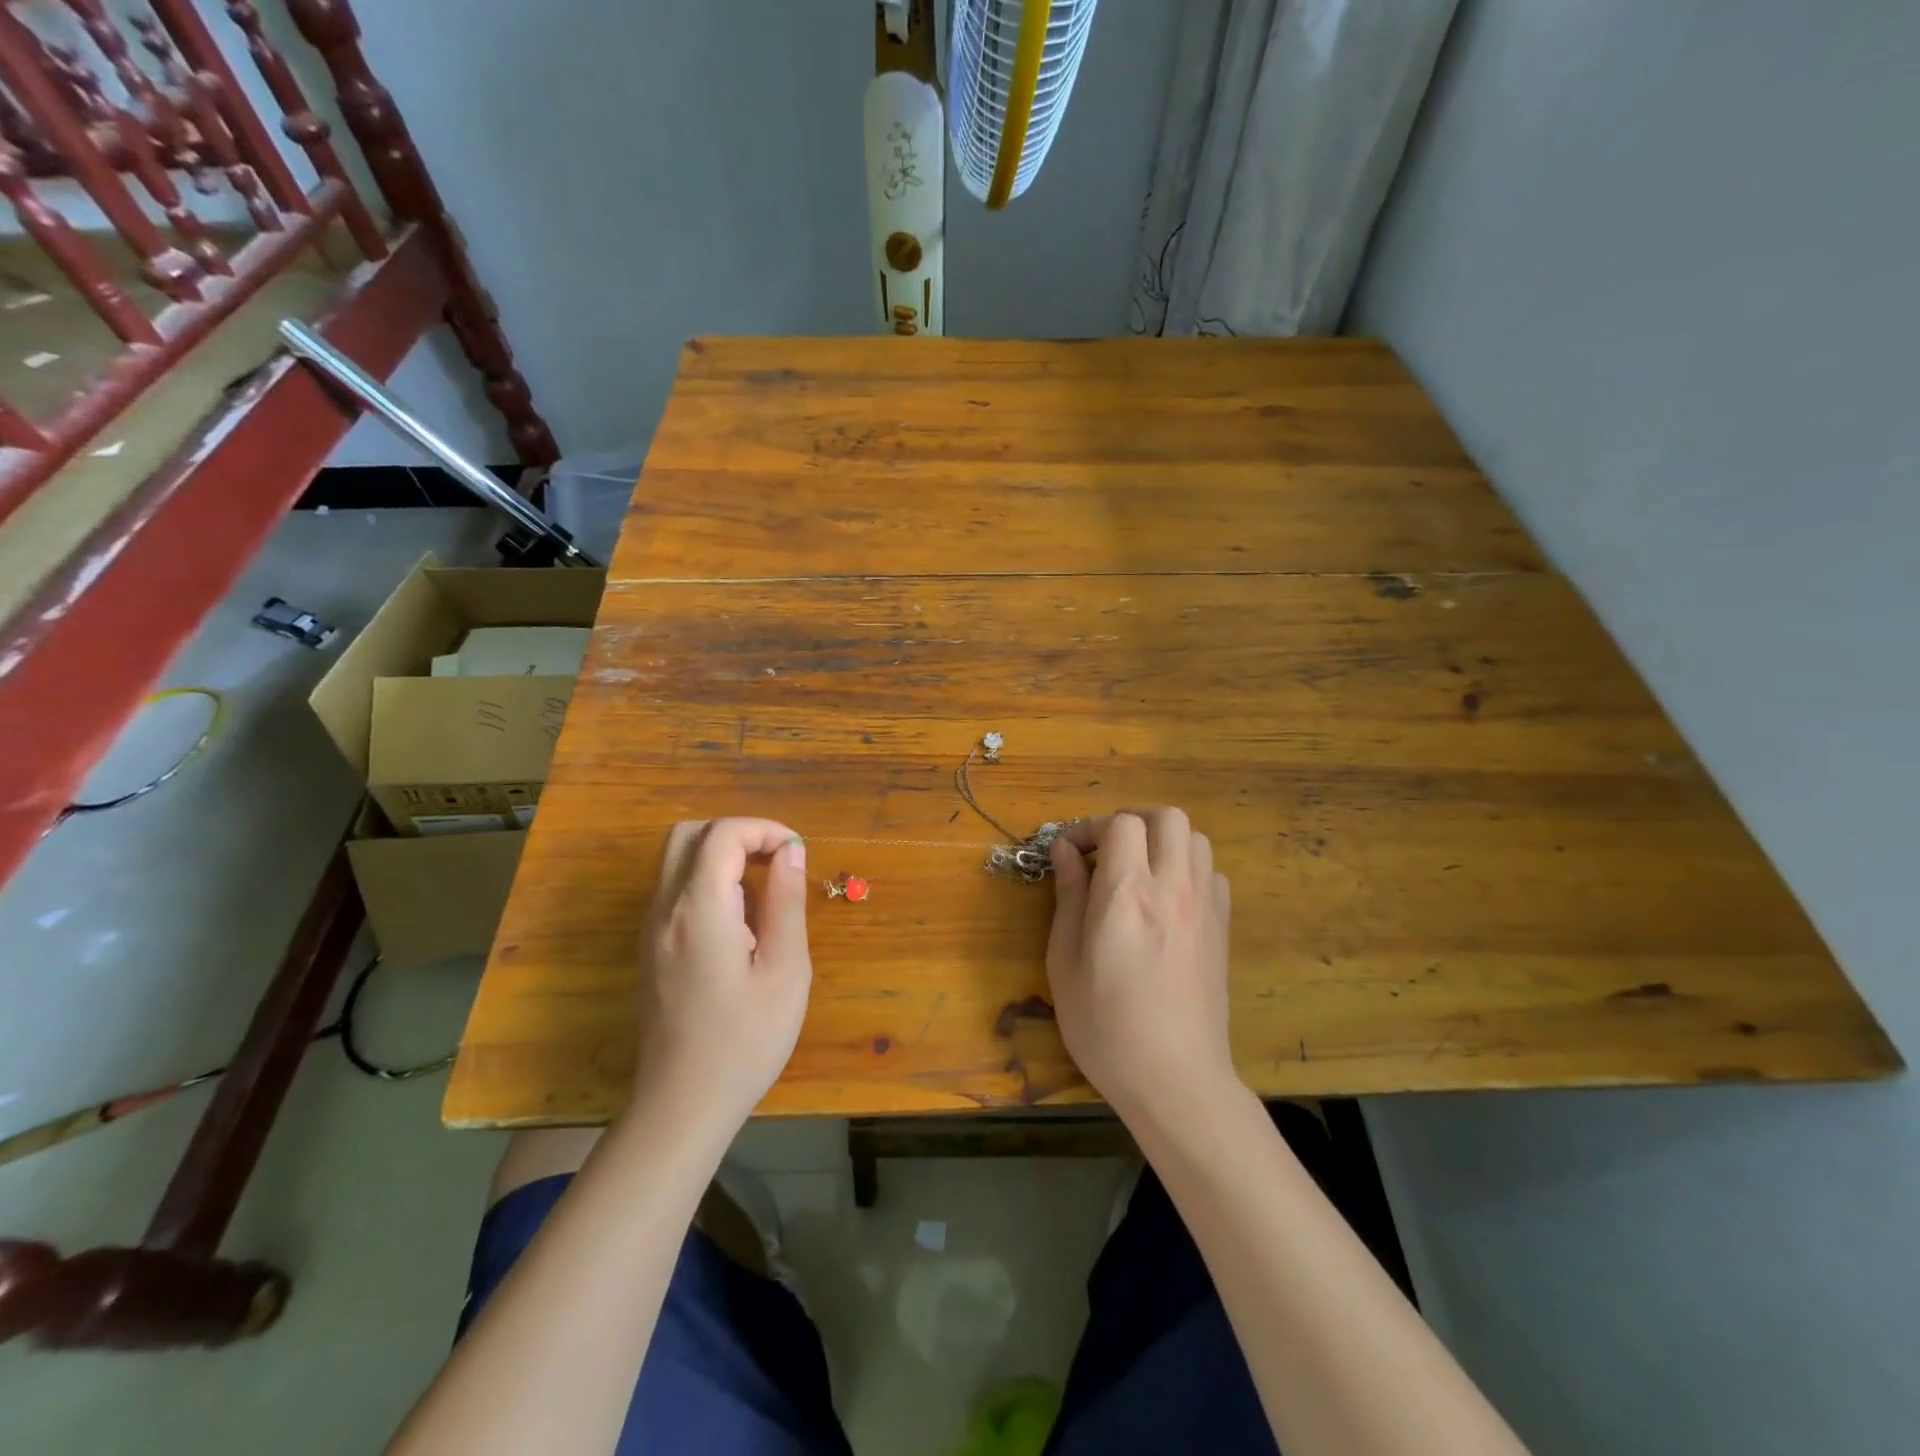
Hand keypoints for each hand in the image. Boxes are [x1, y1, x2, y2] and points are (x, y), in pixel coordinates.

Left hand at [634, 819, 811, 1130]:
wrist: (682, 1106)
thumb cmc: (745, 1041)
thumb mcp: (785, 970)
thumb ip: (786, 901)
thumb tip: (790, 850)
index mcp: (700, 909)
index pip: (723, 834)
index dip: (764, 829)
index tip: (797, 853)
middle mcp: (665, 909)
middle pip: (689, 833)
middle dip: (737, 833)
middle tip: (776, 860)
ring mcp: (651, 930)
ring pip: (676, 859)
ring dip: (720, 854)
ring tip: (763, 887)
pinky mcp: (651, 949)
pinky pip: (674, 889)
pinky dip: (706, 879)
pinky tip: (739, 919)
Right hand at [1046, 807, 1235, 1122]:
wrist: (1176, 1079)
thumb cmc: (1105, 1026)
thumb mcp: (1065, 961)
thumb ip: (1068, 897)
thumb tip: (1064, 850)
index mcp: (1127, 895)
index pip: (1121, 824)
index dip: (1091, 827)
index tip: (1072, 853)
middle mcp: (1172, 888)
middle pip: (1167, 817)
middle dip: (1133, 821)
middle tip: (1108, 851)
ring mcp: (1205, 906)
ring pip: (1195, 838)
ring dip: (1164, 841)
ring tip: (1139, 872)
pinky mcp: (1223, 927)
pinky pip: (1212, 873)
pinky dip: (1188, 869)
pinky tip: (1168, 900)